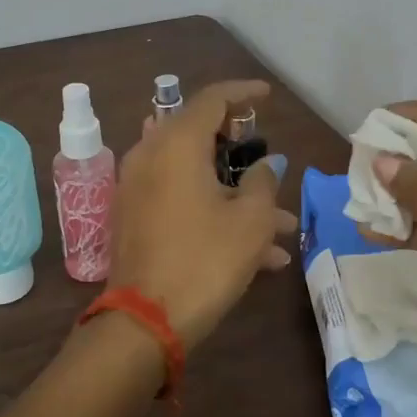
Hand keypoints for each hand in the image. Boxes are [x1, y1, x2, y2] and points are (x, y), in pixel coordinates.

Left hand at [109, 80, 296, 348]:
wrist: (144, 323)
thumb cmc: (205, 260)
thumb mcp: (251, 220)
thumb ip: (263, 182)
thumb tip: (265, 166)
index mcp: (176, 144)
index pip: (212, 99)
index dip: (243, 93)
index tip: (267, 95)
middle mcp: (150, 156)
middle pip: (200, 135)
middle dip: (242, 152)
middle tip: (269, 162)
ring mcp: (138, 188)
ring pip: (196, 176)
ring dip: (236, 194)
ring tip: (282, 227)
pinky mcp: (134, 218)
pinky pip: (181, 200)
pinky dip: (213, 212)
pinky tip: (258, 253)